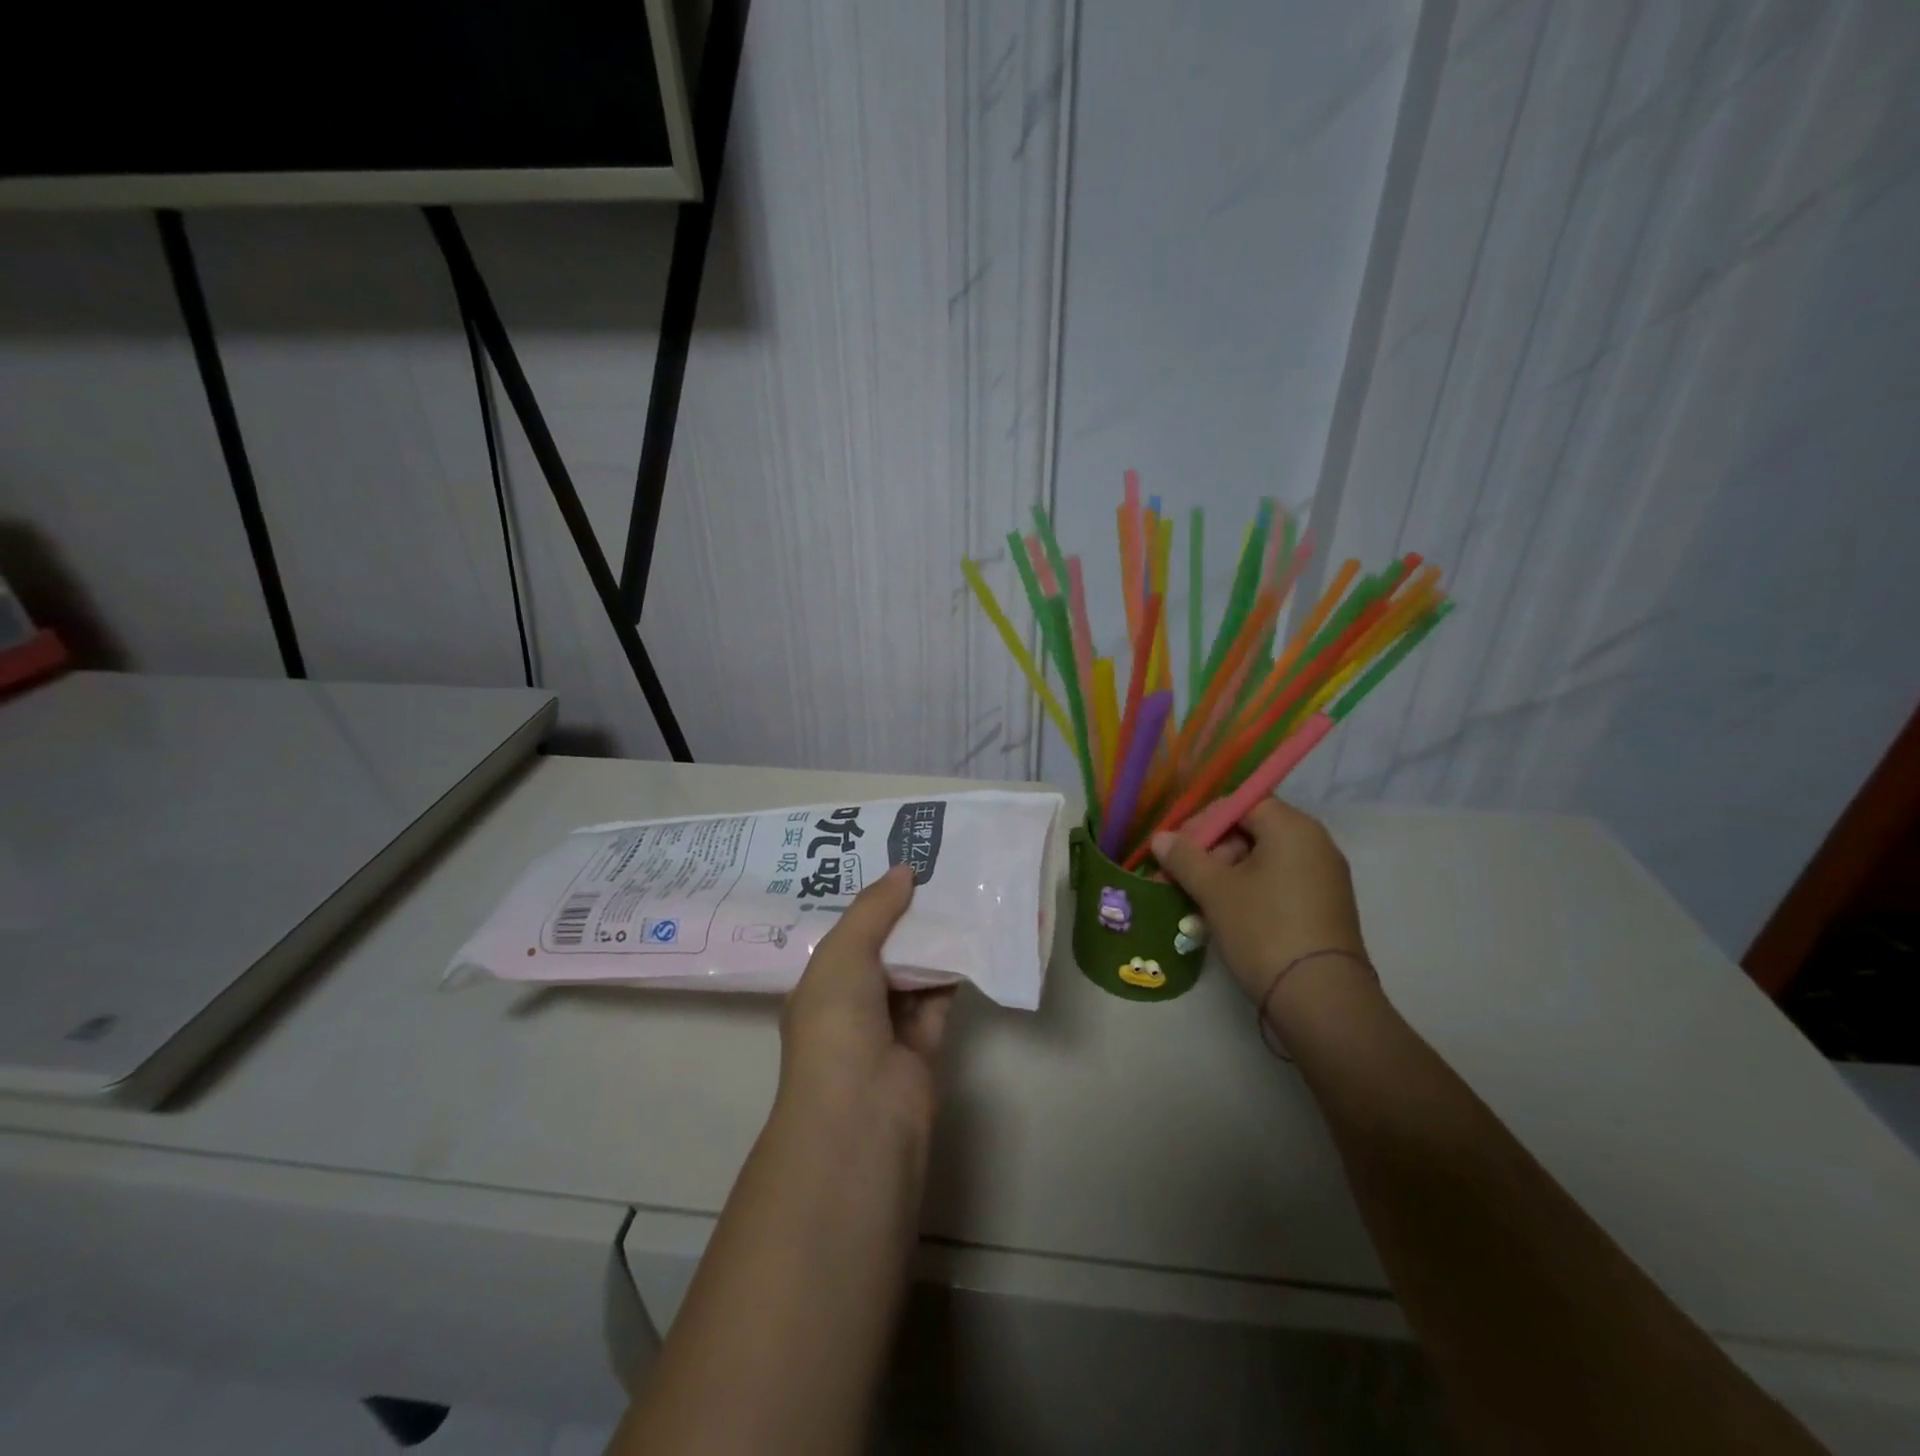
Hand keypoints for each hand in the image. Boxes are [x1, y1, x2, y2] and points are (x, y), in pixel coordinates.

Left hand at [779, 865, 955, 1140]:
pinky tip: (974, 934)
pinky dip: (955, 970)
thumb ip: (873, 909)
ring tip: (960, 890)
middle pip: (884, 948)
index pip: (847, 933)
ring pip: (914, 970)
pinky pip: (940, 995)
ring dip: (934, 939)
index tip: (898, 863)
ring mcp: (889, 1025)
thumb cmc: (837, 1024)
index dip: (871, 900)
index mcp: (821, 983)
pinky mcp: (925, 1042)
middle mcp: (852, 1002)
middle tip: (938, 868)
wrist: (863, 1113)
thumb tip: (904, 869)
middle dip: (906, 913)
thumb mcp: (843, 954)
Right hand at [1151, 798, 1368, 1014]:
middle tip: (1183, 879)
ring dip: (1225, 877)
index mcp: (1292, 828)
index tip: (1177, 849)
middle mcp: (1315, 844)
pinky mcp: (1324, 908)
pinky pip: (1278, 886)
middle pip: (1251, 831)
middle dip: (1211, 853)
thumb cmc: (1263, 929)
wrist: (1320, 999)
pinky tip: (1223, 920)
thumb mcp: (1214, 890)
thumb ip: (1184, 858)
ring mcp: (1324, 877)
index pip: (1241, 804)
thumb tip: (1161, 838)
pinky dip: (1249, 895)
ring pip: (1262, 862)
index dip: (1203, 822)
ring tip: (1197, 906)